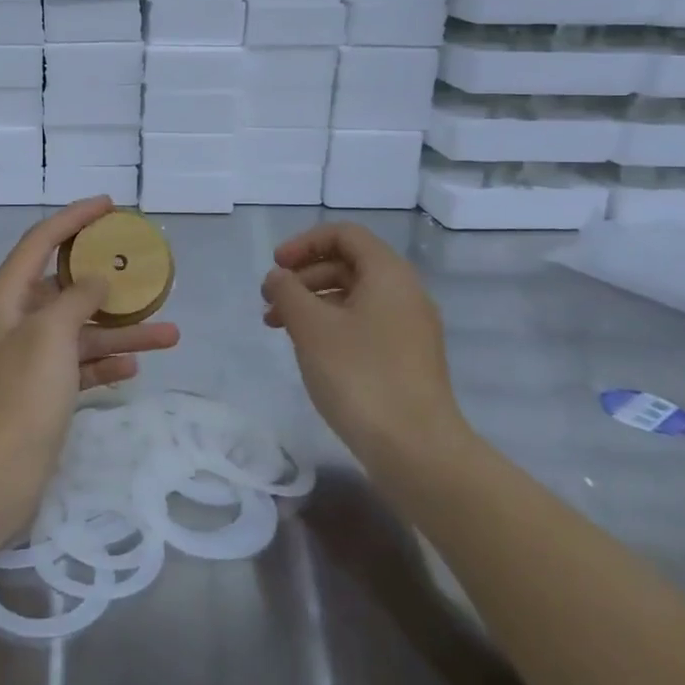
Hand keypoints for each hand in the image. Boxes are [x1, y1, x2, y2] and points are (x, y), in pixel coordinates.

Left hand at [0, 197, 179, 545]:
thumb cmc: (18, 397)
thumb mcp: (50, 335)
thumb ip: (75, 298)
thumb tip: (94, 280)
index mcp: (5, 297)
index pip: (41, 241)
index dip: (74, 218)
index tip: (110, 206)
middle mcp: (14, 321)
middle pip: (65, 287)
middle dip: (107, 281)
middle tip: (145, 270)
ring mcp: (27, 359)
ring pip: (79, 331)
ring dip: (120, 330)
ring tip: (170, 333)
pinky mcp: (40, 393)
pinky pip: (78, 366)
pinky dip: (104, 363)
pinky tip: (135, 367)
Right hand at [261, 223, 468, 463]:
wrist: (416, 449)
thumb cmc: (359, 375)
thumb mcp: (311, 327)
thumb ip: (288, 292)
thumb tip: (278, 277)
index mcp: (388, 274)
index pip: (344, 235)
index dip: (304, 243)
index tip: (276, 267)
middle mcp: (405, 293)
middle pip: (348, 264)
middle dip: (303, 276)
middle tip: (269, 302)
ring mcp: (409, 328)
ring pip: (353, 297)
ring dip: (312, 303)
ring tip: (278, 328)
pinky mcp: (406, 359)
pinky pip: (364, 324)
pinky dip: (331, 326)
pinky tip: (309, 350)